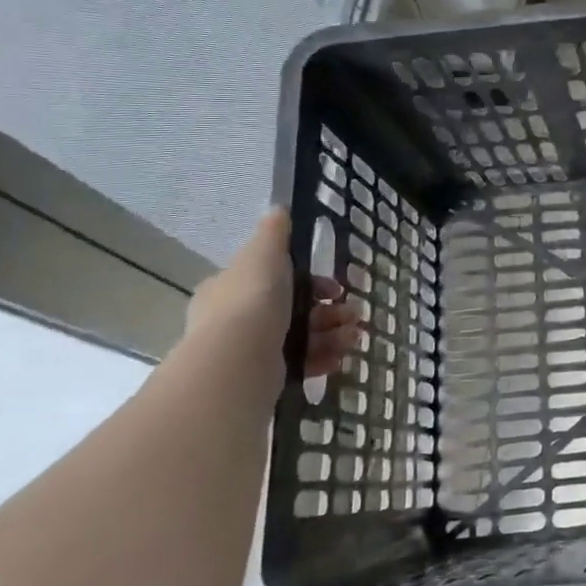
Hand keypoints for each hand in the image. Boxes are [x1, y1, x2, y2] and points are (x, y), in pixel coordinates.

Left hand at [185, 209, 362, 380]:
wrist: (237, 362)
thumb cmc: (252, 301)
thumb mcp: (263, 255)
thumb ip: (274, 233)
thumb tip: (278, 208)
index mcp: (232, 288)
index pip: (274, 279)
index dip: (310, 281)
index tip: (334, 287)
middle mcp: (237, 319)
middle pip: (294, 309)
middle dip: (330, 310)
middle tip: (353, 313)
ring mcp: (250, 350)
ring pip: (302, 336)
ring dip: (333, 333)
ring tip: (354, 336)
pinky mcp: (264, 377)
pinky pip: (300, 363)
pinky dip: (323, 357)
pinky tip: (341, 357)